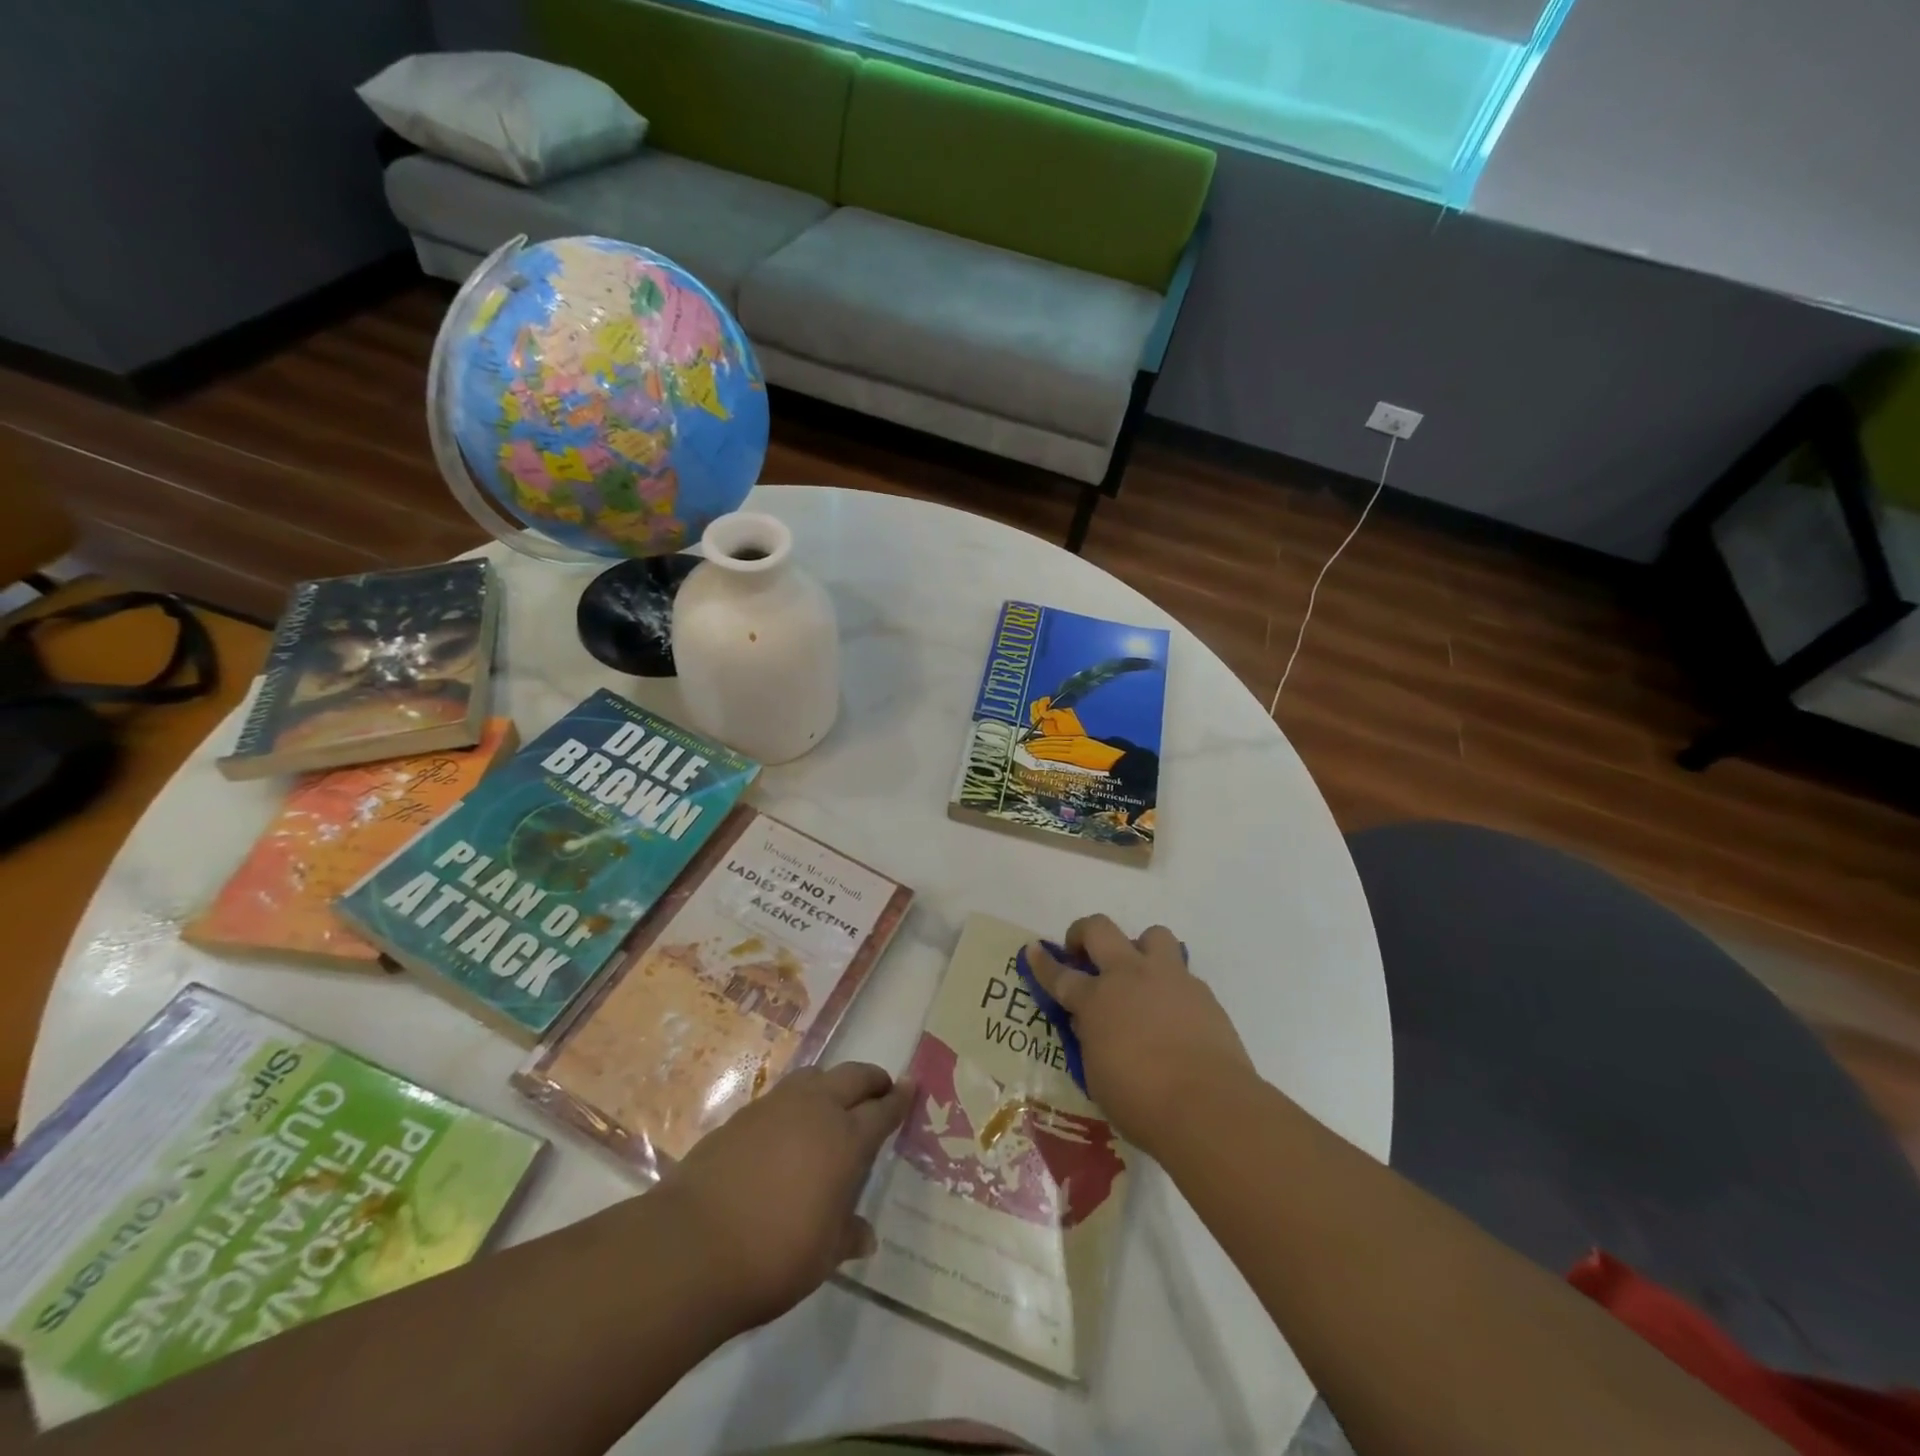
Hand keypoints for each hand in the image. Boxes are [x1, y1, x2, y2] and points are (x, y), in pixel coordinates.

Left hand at [659, 1063, 911, 1331]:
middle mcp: (815, 1110)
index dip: (900, 1099)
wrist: (691, 1246)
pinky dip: (798, 1100)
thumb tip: (865, 1236)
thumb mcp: (822, 1257)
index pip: (882, 1111)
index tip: (912, 1086)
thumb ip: (846, 1236)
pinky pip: (782, 1095)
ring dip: (833, 1083)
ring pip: (815, 1076)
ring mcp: (775, 1107)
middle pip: (853, 1077)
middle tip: (881, 1088)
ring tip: (834, 1102)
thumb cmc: (772, 1256)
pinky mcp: (742, 1116)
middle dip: (871, 1079)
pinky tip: (789, 1127)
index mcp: (845, 1140)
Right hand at [1026, 916, 1255, 1157]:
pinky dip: (1171, 985)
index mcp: (1096, 999)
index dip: (1043, 962)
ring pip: (1152, 935)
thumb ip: (1091, 1039)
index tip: (1033, 950)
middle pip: (1100, 930)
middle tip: (1083, 953)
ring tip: (1139, 976)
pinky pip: (1181, 973)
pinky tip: (1173, 1014)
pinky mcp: (1202, 991)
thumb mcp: (1097, 1075)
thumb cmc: (1141, 1102)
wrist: (1209, 1107)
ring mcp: (1169, 978)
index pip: (1060, 974)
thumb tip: (1091, 1021)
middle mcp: (1130, 976)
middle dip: (1083, 933)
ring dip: (1139, 948)